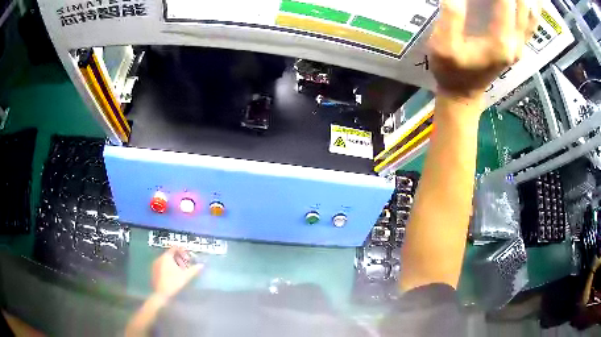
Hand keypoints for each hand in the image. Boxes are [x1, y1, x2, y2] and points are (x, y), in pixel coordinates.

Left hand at [152, 246, 202, 298]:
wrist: (161, 294)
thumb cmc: (173, 282)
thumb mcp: (186, 276)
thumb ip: (194, 269)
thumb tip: (201, 265)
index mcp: (166, 256)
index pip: (175, 248)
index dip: (183, 252)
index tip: (188, 259)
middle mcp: (160, 258)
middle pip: (171, 254)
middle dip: (180, 259)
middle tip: (186, 266)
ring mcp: (156, 264)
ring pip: (167, 260)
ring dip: (175, 264)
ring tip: (181, 272)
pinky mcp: (154, 271)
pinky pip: (163, 265)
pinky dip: (169, 267)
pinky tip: (174, 275)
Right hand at [429, 0, 540, 102]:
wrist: (464, 92)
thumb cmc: (452, 69)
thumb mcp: (443, 45)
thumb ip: (451, 18)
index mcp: (500, 41)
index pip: (506, 2)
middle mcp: (515, 42)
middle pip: (523, 6)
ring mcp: (520, 44)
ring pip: (532, 14)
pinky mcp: (519, 44)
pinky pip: (532, 22)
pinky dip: (533, 8)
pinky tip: (532, 1)